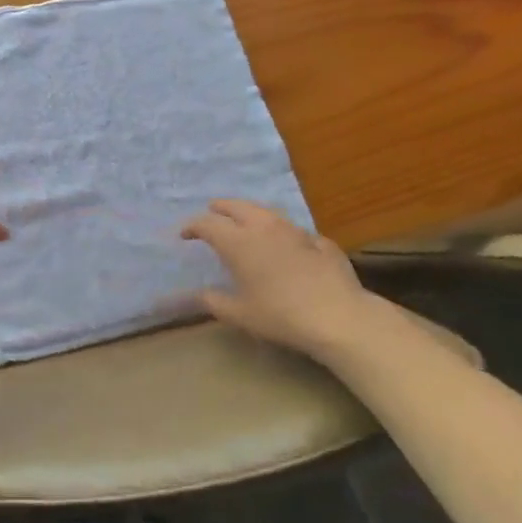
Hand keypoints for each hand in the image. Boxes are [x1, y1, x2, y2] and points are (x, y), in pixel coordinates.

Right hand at [181, 199, 376, 358]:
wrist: (337, 316)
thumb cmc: (280, 315)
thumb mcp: (240, 314)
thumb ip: (214, 302)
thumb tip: (196, 295)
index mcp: (238, 242)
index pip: (207, 224)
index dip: (193, 226)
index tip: (184, 234)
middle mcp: (263, 227)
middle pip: (236, 207)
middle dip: (221, 208)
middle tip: (212, 211)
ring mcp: (294, 230)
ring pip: (266, 212)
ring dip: (251, 213)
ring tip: (246, 221)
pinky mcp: (319, 240)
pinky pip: (294, 230)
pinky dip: (282, 233)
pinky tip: (286, 244)